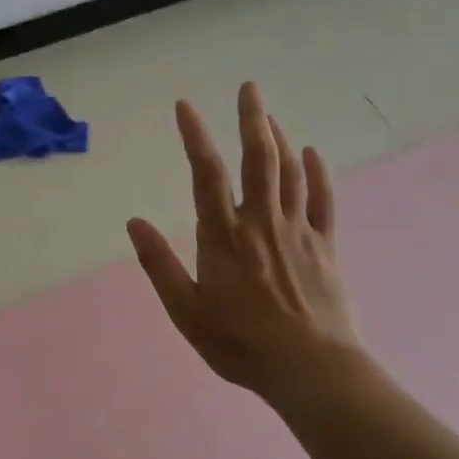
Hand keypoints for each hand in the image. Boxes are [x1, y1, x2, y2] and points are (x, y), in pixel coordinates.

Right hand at [127, 82, 364, 405]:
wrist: (312, 371)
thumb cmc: (241, 343)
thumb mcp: (186, 311)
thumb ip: (159, 264)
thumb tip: (133, 222)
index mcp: (224, 235)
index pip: (206, 173)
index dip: (195, 135)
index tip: (186, 105)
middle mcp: (261, 222)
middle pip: (257, 159)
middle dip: (252, 119)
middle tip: (249, 87)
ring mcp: (298, 231)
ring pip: (289, 172)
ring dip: (279, 138)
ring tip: (269, 114)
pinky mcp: (325, 247)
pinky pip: (323, 201)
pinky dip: (318, 173)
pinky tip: (312, 152)